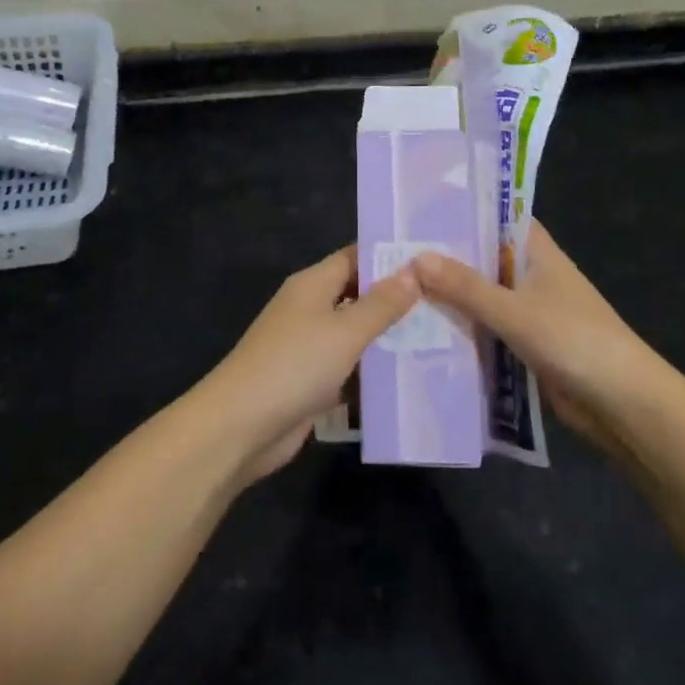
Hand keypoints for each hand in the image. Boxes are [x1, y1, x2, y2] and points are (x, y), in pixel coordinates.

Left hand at [200, 246, 418, 482]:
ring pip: (356, 334)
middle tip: (444, 302)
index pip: (355, 258)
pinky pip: (349, 367)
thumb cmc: (294, 365)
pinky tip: (409, 375)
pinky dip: (372, 371)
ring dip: (388, 338)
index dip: (389, 257)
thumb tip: (414, 270)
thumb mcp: (345, 331)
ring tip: (439, 337)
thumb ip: (382, 304)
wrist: (240, 427)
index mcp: (313, 285)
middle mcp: (310, 309)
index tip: (431, 261)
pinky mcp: (311, 382)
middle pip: (358, 295)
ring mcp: (309, 347)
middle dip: (396, 300)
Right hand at [413, 224, 662, 453]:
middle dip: (447, 258)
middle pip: (484, 258)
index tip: (421, 209)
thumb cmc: (573, 340)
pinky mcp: (527, 344)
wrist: (621, 403)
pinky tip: (425, 331)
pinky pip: (488, 329)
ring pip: (484, 296)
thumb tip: (416, 258)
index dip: (464, 211)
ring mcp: (531, 311)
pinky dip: (464, 329)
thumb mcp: (514, 310)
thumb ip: (465, 287)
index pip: (498, 217)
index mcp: (538, 252)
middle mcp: (533, 275)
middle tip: (394, 252)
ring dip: (452, 297)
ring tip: (397, 289)